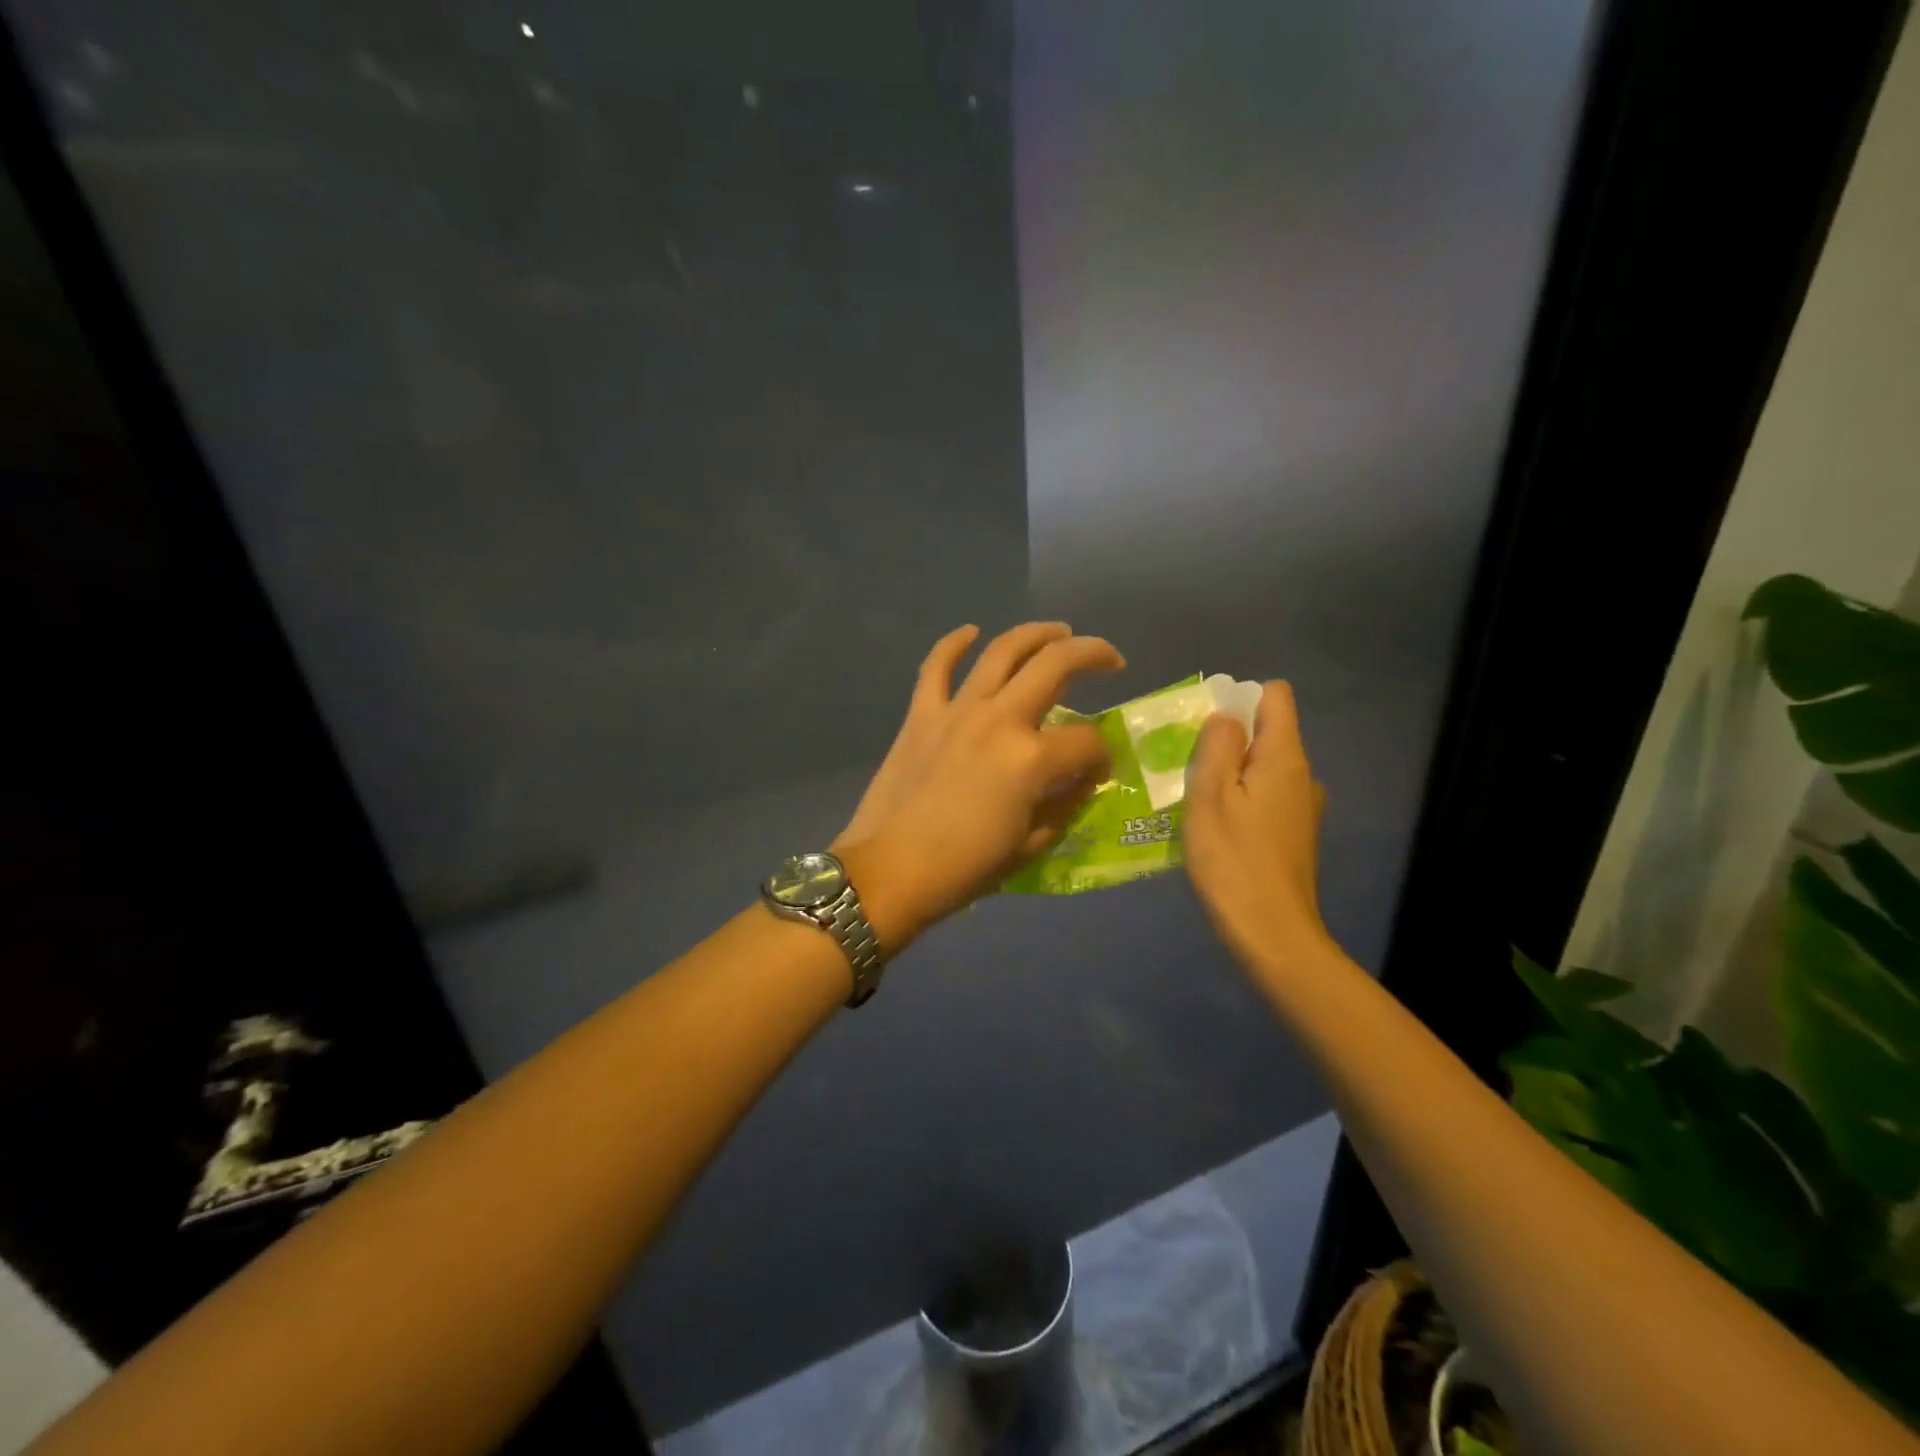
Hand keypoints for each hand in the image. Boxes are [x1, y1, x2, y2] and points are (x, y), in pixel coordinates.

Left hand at [834, 622, 1124, 949]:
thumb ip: (1065, 804)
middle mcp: (999, 719)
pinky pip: (936, 666)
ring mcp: (957, 710)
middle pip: (1056, 666)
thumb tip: (1082, 778)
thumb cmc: (965, 868)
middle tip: (1111, 660)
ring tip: (1059, 632)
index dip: (1103, 755)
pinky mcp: (921, 714)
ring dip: (1037, 634)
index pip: (1087, 742)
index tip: (1099, 769)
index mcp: (1031, 758)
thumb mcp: (1031, 845)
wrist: (890, 871)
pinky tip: (971, 632)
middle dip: (1093, 656)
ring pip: (1003, 650)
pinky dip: (953, 644)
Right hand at [1182, 681, 1332, 976]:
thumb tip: (1225, 715)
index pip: (1275, 695)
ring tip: (1195, 799)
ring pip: (1262, 767)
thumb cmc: (1233, 860)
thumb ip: (1218, 746)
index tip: (1205, 728)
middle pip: (1267, 732)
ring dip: (1230, 772)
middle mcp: (1302, 775)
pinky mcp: (1294, 835)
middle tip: (1187, 766)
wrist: (1271, 934)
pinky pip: (1264, 796)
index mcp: (1284, 757)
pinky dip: (1240, 800)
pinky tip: (1215, 828)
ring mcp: (1302, 807)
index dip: (1239, 698)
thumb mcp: (1211, 795)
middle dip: (1227, 738)